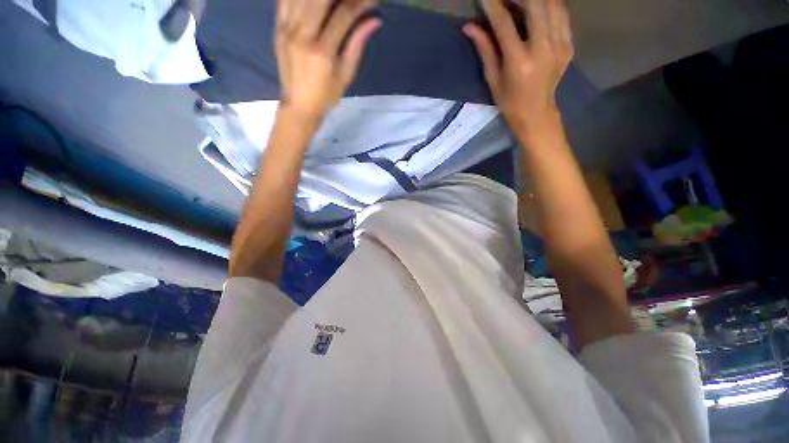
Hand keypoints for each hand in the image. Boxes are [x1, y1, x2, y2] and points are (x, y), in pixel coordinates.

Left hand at [276, 0, 380, 120]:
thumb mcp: (346, 75)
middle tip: (352, 0)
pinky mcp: (277, 28)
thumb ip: (357, 45)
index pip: (344, 14)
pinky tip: (314, 2)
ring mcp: (286, 29)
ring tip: (335, 2)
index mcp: (323, 52)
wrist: (299, 105)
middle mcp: (302, 35)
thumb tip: (374, 21)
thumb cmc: (327, 96)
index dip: (361, 3)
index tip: (373, 0)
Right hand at [463, 0, 572, 133]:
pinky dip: (549, 5)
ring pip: (551, 4)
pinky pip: (561, 13)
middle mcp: (542, 49)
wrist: (536, 113)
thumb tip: (469, 27)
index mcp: (519, 62)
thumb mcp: (493, 79)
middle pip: (534, 4)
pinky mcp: (568, 44)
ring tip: (521, 3)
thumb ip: (485, 49)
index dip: (493, 6)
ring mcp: (559, 45)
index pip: (505, 23)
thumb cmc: (509, 101)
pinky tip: (538, 9)